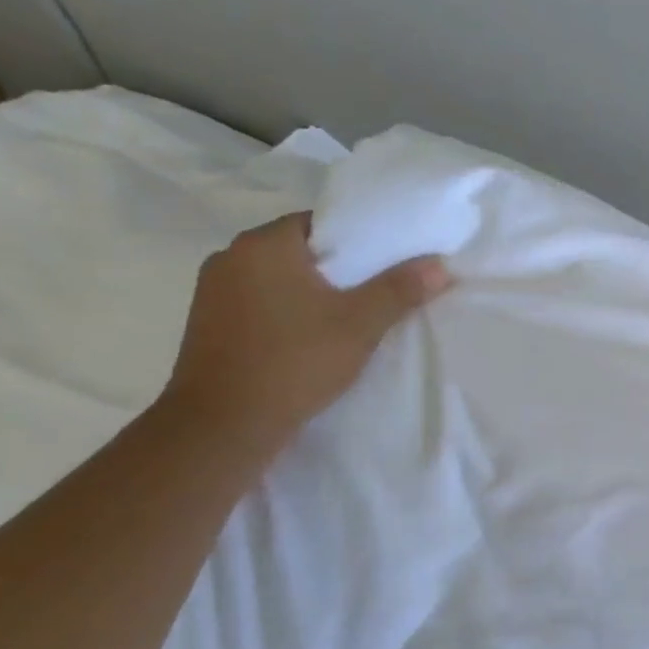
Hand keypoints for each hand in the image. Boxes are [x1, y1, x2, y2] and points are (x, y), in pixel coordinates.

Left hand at [161, 213, 451, 453]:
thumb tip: (440, 265)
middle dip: (339, 269)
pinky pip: (261, 305)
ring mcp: (213, 293)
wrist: (224, 425)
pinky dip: (289, 313)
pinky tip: (313, 338)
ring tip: (351, 317)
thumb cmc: (295, 361)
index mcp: (263, 245)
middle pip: (300, 251)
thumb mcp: (361, 324)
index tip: (389, 262)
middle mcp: (230, 258)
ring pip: (279, 280)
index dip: (359, 239)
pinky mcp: (209, 326)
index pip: (320, 223)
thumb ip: (400, 289)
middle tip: (380, 290)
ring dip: (313, 293)